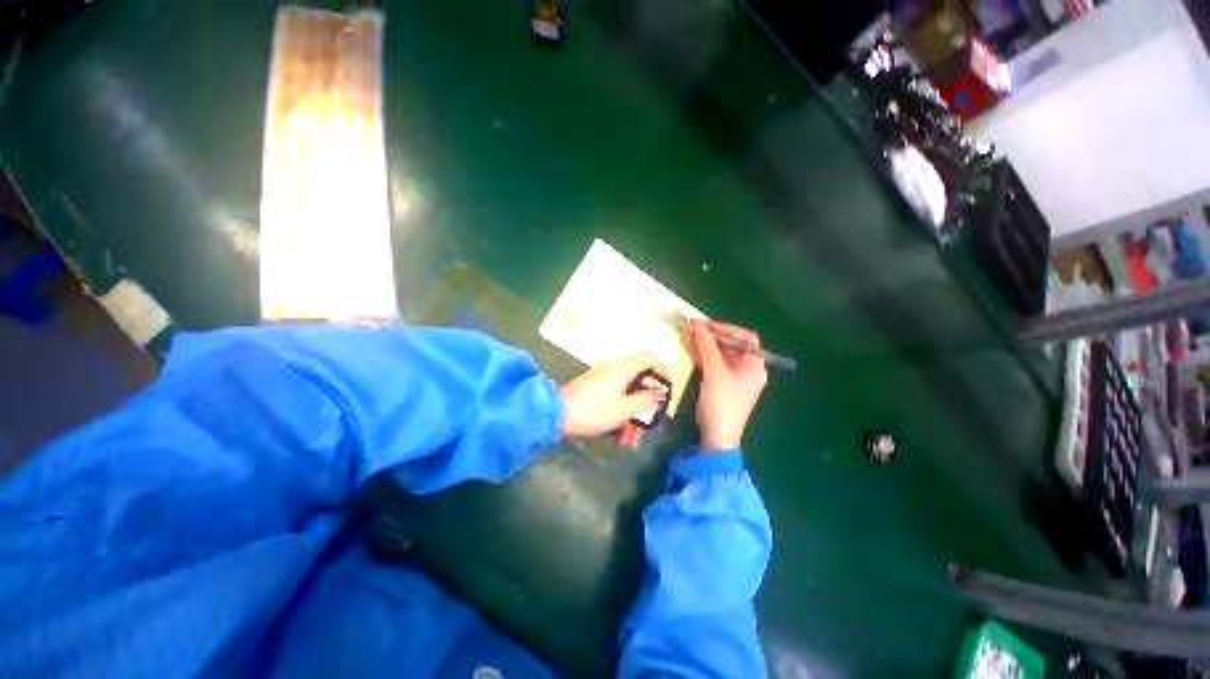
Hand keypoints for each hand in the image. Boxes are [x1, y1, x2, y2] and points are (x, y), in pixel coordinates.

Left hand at [560, 355, 670, 448]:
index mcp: (623, 367)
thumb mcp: (625, 409)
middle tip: (648, 427)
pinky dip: (619, 416)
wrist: (556, 414)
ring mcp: (603, 380)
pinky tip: (618, 438)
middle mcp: (614, 369)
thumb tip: (660, 392)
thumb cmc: (594, 410)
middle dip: (645, 408)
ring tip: (630, 443)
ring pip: (626, 396)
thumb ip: (646, 400)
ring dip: (631, 418)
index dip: (663, 373)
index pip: (651, 359)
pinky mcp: (594, 390)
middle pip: (639, 383)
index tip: (667, 392)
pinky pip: (614, 399)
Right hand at [689, 320, 767, 451]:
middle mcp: (748, 369)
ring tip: (690, 337)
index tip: (706, 325)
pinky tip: (692, 350)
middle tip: (694, 329)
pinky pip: (715, 364)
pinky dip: (705, 356)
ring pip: (722, 354)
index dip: (727, 328)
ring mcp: (736, 378)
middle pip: (733, 345)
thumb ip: (707, 347)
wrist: (718, 435)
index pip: (746, 338)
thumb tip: (698, 325)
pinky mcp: (724, 384)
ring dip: (707, 345)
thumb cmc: (722, 402)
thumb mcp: (714, 372)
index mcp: (754, 365)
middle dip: (714, 336)